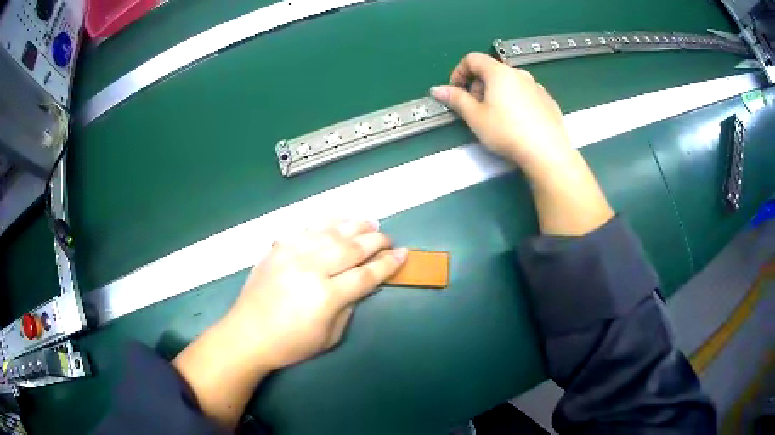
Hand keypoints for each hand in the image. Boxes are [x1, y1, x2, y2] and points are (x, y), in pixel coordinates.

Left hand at [173, 219, 406, 427]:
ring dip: (355, 226)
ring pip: (331, 232)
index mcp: (326, 296)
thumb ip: (348, 306)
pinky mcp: (278, 248)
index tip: (403, 254)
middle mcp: (311, 269)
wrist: (247, 334)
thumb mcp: (329, 337)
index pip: (366, 274)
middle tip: (388, 238)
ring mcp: (292, 254)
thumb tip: (361, 285)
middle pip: (351, 248)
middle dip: (375, 241)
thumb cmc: (290, 344)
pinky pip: (307, 228)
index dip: (387, 264)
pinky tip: (339, 220)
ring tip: (370, 223)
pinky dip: (327, 222)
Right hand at [430, 52, 572, 172]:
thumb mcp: (475, 117)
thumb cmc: (507, 132)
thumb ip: (456, 99)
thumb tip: (437, 89)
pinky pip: (526, 94)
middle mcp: (519, 73)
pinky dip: (515, 100)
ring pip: (510, 82)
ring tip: (497, 117)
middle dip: (478, 85)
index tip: (456, 91)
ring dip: (497, 92)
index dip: (459, 72)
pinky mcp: (548, 101)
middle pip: (492, 70)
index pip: (473, 59)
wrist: (547, 152)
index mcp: (499, 72)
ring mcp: (537, 86)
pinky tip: (517, 122)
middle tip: (475, 108)